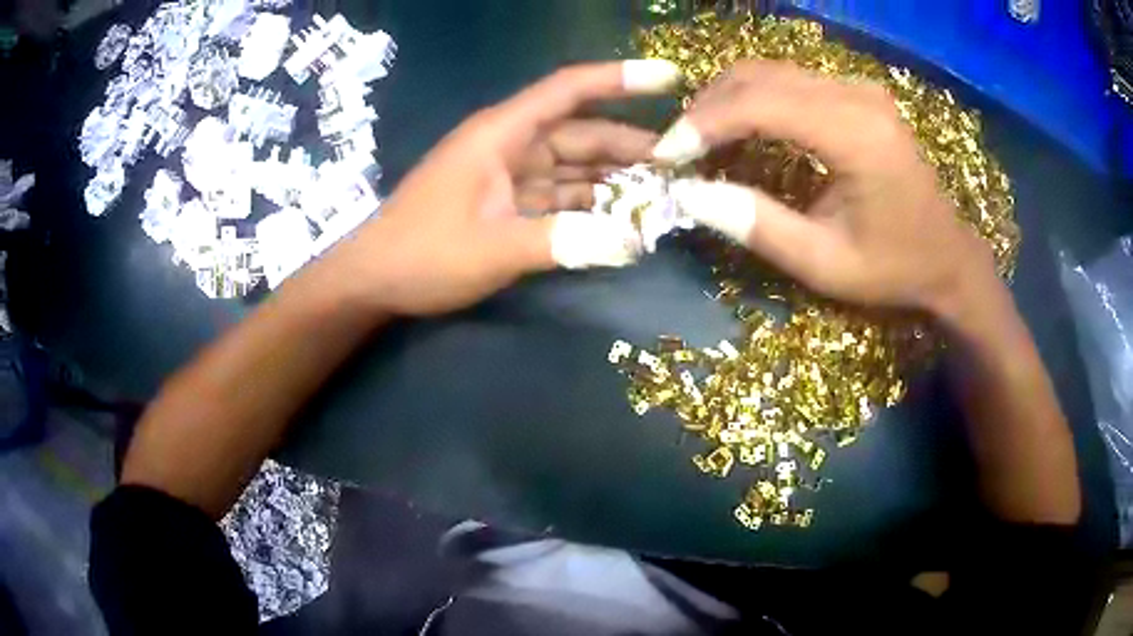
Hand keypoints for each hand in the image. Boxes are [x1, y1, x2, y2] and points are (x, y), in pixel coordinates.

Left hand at [328, 60, 681, 315]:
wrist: (374, 280)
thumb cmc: (422, 254)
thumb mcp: (491, 249)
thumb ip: (561, 243)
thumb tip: (630, 244)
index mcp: (502, 133)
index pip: (568, 90)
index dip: (620, 79)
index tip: (670, 78)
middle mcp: (509, 145)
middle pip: (581, 132)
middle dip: (630, 145)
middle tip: (682, 164)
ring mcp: (508, 175)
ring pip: (573, 166)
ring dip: (613, 178)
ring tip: (663, 193)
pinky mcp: (506, 203)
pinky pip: (558, 195)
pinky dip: (588, 205)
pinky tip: (620, 219)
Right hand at [654, 60, 1000, 323]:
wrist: (948, 256)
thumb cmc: (894, 269)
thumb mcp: (825, 265)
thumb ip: (759, 227)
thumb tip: (689, 195)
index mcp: (858, 135)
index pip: (761, 103)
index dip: (704, 124)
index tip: (667, 156)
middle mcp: (857, 95)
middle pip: (758, 76)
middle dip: (707, 109)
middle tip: (678, 151)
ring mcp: (858, 88)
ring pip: (769, 71)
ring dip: (726, 101)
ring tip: (701, 142)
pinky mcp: (856, 93)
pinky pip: (789, 80)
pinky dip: (752, 100)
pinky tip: (740, 130)